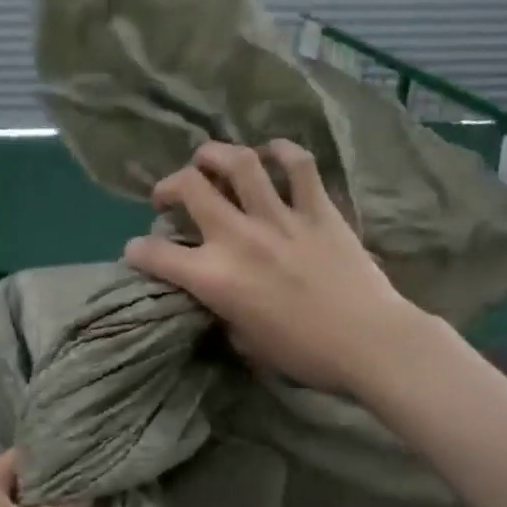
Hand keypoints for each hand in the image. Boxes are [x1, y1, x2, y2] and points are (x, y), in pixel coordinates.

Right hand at [125, 139, 432, 393]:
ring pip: (239, 162)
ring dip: (215, 155)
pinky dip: (281, 152)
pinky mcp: (318, 209)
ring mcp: (280, 217)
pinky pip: (298, 165)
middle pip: (191, 187)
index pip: (156, 254)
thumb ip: (224, 310)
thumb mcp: (245, 342)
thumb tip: (220, 296)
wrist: (368, 343)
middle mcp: (239, 238)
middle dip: (168, 186)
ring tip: (209, 160)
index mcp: (215, 278)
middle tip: (169, 196)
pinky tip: (271, 154)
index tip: (137, 250)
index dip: (138, 251)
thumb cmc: (303, 354)